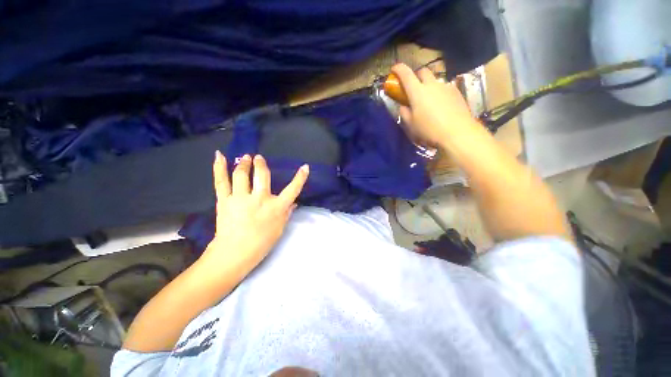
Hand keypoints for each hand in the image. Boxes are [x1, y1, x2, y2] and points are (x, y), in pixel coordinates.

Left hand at [203, 151, 308, 269]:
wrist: (234, 253)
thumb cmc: (261, 243)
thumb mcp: (280, 229)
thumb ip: (287, 213)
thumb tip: (294, 203)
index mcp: (276, 208)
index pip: (293, 189)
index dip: (300, 178)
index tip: (305, 167)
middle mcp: (259, 199)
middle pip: (262, 175)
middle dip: (261, 164)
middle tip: (259, 158)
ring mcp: (240, 198)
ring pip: (242, 175)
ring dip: (244, 163)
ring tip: (246, 157)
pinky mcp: (224, 201)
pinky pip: (221, 181)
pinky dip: (219, 167)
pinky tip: (219, 155)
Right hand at [391, 63, 476, 145]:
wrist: (457, 132)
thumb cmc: (429, 130)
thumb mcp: (411, 125)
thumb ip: (404, 113)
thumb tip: (404, 106)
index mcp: (417, 92)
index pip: (406, 74)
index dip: (398, 69)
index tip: (394, 69)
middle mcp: (432, 85)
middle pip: (423, 71)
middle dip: (416, 76)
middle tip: (413, 88)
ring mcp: (446, 87)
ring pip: (435, 80)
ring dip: (429, 85)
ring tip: (429, 100)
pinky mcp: (456, 92)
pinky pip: (444, 88)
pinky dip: (439, 92)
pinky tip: (441, 105)